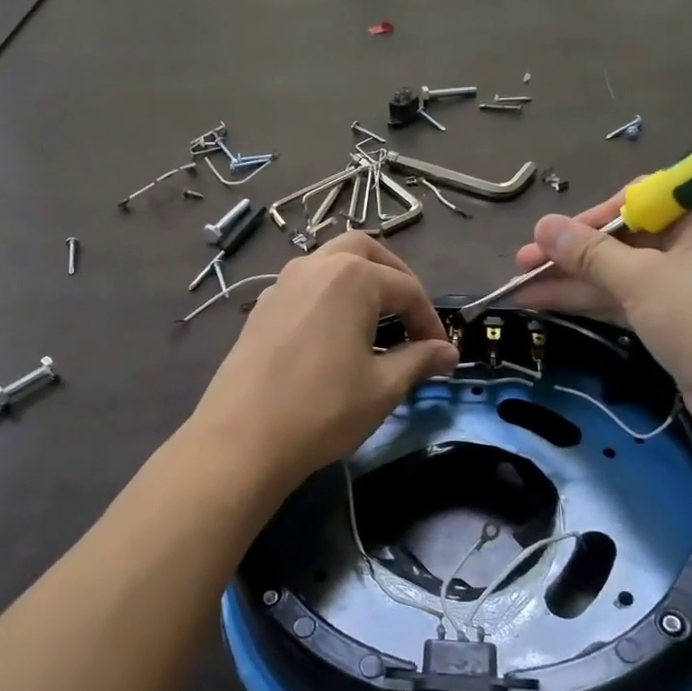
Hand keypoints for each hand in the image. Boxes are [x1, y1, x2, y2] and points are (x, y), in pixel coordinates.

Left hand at [191, 233, 458, 487]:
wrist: (243, 438)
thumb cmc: (324, 409)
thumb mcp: (383, 387)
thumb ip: (419, 359)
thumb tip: (448, 352)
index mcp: (352, 277)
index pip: (407, 289)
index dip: (429, 320)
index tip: (441, 352)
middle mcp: (316, 266)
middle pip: (365, 252)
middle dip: (394, 277)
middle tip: (409, 314)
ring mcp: (283, 283)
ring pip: (330, 262)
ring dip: (359, 280)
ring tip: (375, 320)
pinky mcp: (262, 307)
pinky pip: (305, 284)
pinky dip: (329, 294)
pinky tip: (334, 333)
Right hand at [511, 190, 691, 448]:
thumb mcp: (641, 281)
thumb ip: (588, 252)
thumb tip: (541, 225)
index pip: (641, 199)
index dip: (589, 218)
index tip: (547, 237)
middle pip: (628, 238)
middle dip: (573, 255)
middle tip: (521, 265)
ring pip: (626, 271)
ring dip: (575, 280)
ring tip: (519, 288)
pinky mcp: (687, 315)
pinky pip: (635, 296)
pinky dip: (597, 300)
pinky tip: (548, 302)